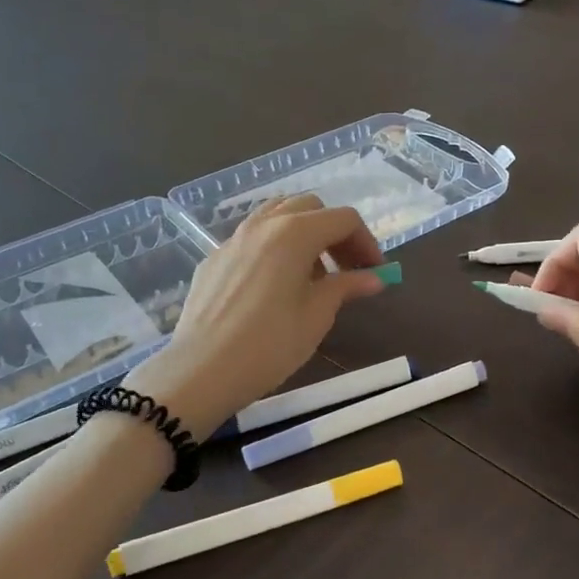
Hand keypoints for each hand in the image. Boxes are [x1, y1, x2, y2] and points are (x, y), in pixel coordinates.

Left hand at [126, 194, 386, 435]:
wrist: (202, 370)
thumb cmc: (270, 344)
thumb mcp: (317, 315)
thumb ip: (346, 287)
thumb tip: (375, 277)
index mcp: (294, 232)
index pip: (343, 219)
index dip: (366, 242)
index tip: (375, 272)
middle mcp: (263, 224)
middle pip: (309, 208)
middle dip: (335, 234)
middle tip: (347, 269)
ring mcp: (233, 239)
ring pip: (276, 216)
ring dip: (303, 235)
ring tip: (311, 275)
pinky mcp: (214, 259)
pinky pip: (252, 239)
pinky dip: (274, 248)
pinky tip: (274, 286)